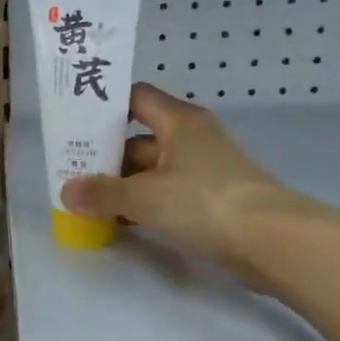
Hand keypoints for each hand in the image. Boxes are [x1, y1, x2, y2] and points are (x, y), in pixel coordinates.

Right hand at [59, 83, 335, 290]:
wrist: (273, 242)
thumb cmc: (204, 203)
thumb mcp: (144, 197)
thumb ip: (102, 193)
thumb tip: (66, 191)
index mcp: (178, 121)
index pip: (135, 98)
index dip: (105, 107)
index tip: (75, 124)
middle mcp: (192, 137)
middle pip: (140, 137)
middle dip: (107, 156)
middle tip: (72, 172)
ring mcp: (205, 169)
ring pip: (153, 169)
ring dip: (125, 184)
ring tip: (90, 202)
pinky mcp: (214, 198)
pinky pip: (169, 192)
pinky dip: (146, 203)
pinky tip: (124, 222)